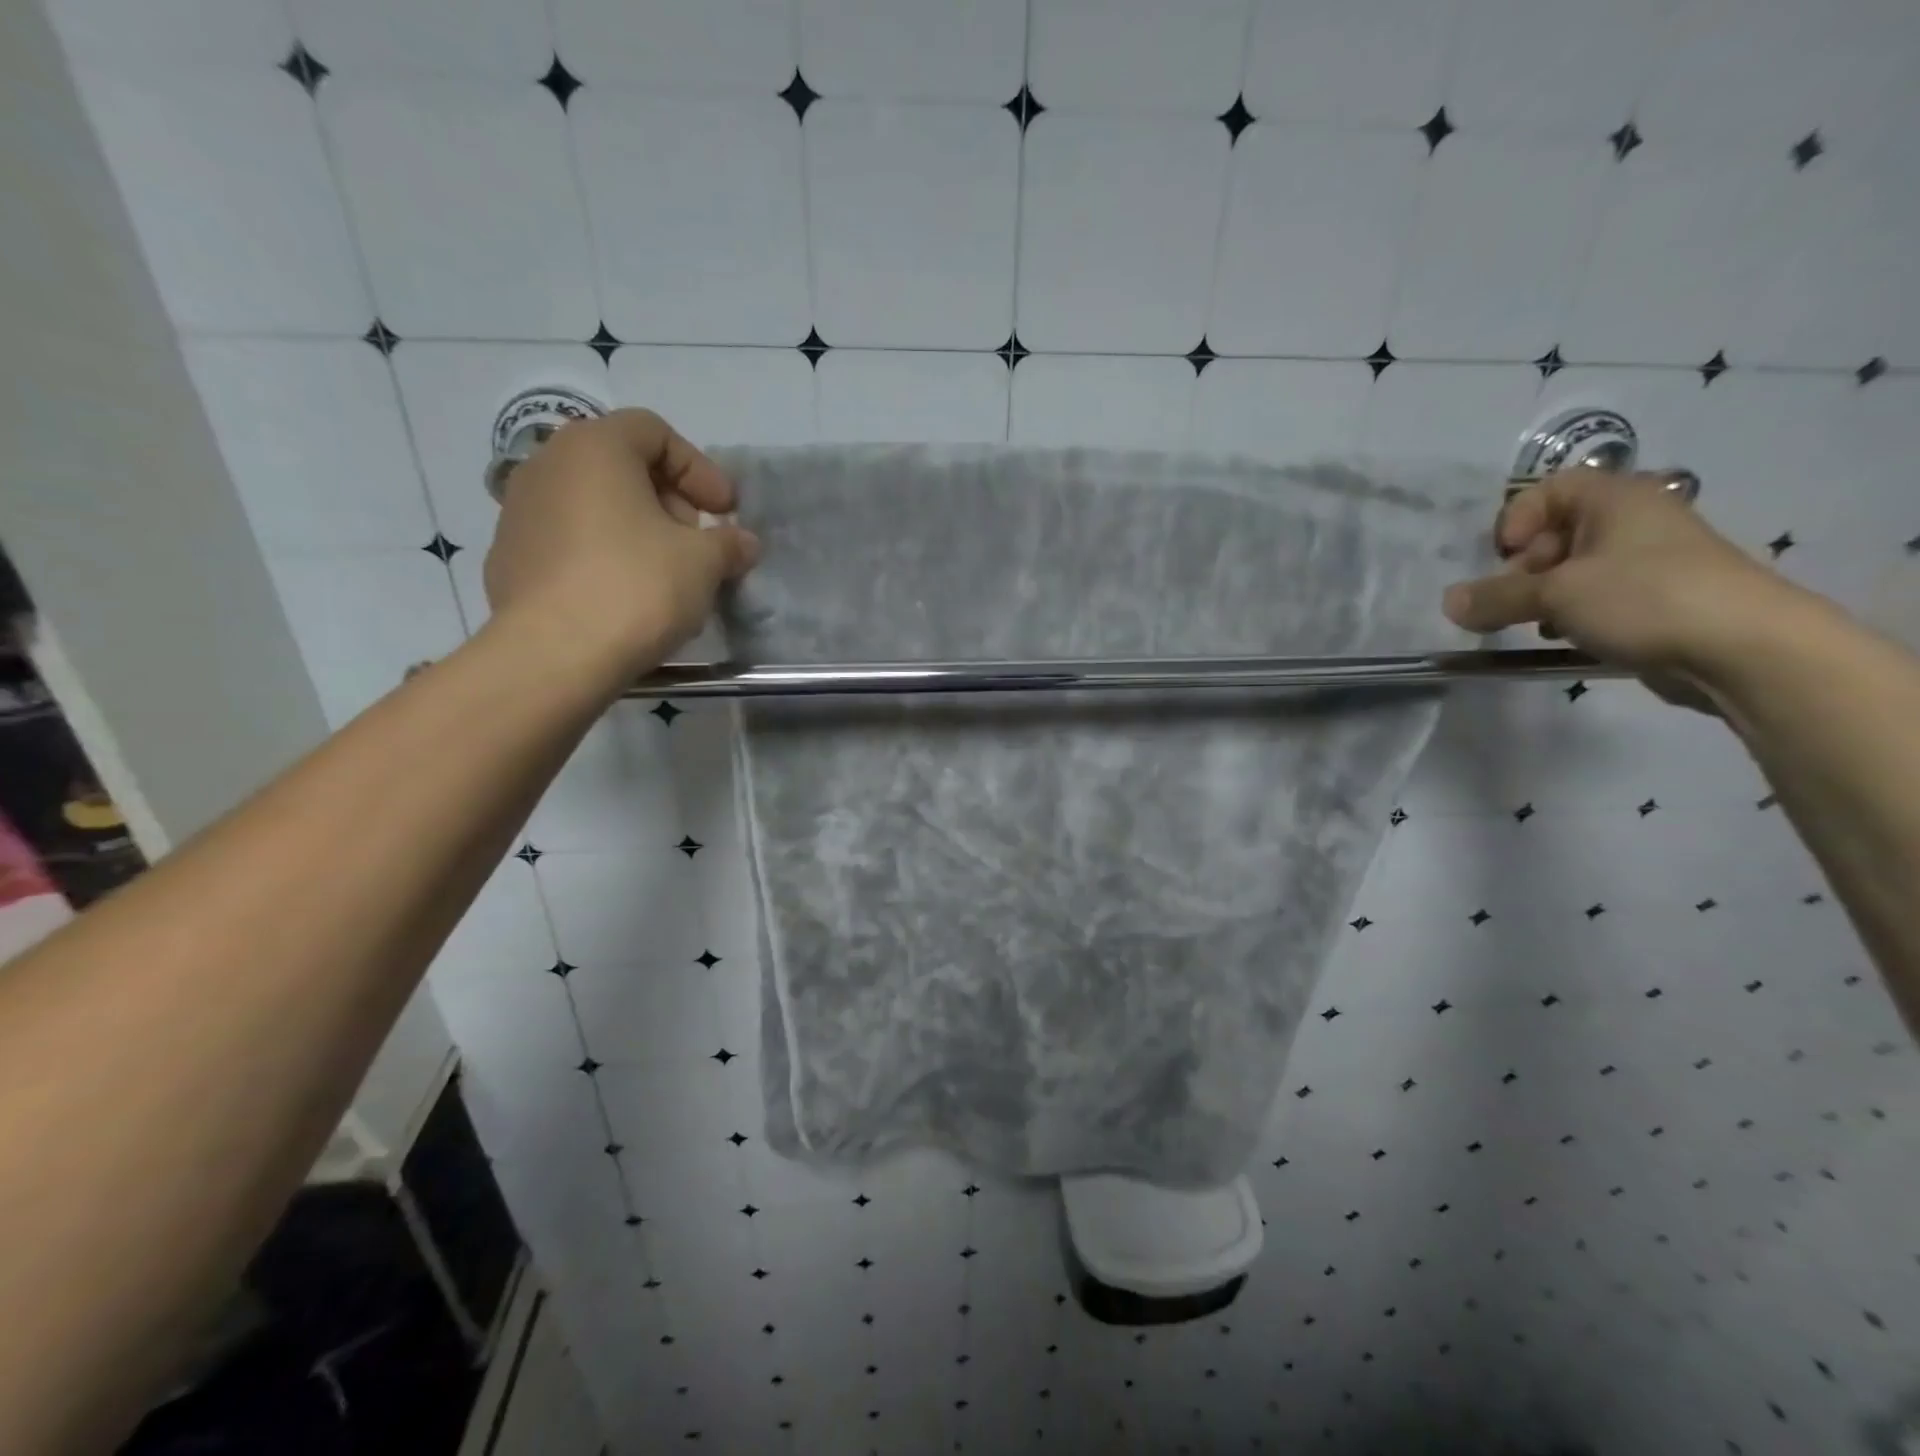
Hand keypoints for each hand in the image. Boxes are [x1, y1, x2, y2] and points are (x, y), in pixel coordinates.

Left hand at [483, 409, 758, 678]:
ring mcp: (518, 513)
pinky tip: (624, 596)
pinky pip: (568, 542)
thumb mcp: (703, 562)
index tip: (725, 511)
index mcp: (594, 448)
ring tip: (664, 574)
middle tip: (697, 542)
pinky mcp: (508, 558)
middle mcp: (546, 466)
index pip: (654, 432)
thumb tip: (744, 543)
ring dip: (636, 529)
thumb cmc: (636, 587)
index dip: (699, 468)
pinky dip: (602, 556)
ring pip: (592, 505)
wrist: (555, 654)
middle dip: (668, 500)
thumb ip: (729, 544)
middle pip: (620, 466)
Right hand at [1441, 471, 1805, 705]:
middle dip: (1524, 568)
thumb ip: (1495, 597)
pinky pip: (1598, 597)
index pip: (1551, 489)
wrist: (1745, 648)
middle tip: (1513, 600)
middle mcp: (1634, 522)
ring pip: (1574, 570)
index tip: (1505, 556)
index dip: (1518, 518)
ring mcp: (1649, 563)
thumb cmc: (1644, 598)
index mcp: (1616, 500)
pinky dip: (1573, 615)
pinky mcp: (1657, 600)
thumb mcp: (1556, 595)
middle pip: (1556, 533)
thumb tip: (1448, 603)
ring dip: (1544, 597)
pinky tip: (1569, 639)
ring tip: (1539, 625)